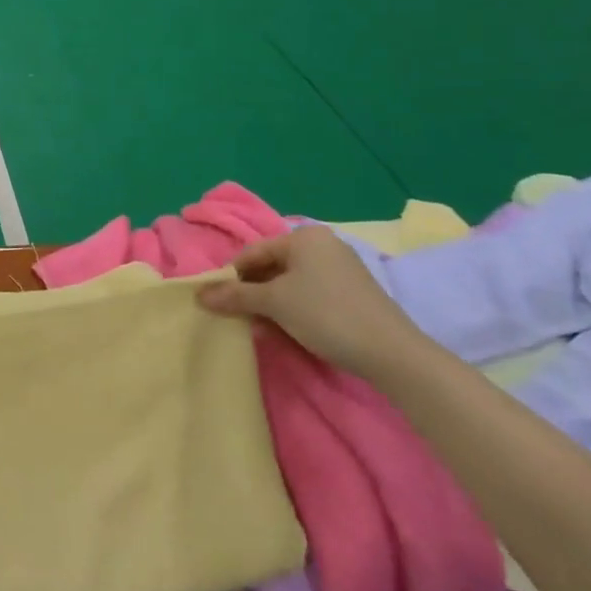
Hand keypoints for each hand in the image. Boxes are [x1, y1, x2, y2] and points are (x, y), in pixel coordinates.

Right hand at [196, 225, 424, 378]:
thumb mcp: (273, 303)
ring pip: (290, 282)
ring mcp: (341, 268)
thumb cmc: (325, 314)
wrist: (392, 353)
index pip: (253, 251)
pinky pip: (310, 293)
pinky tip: (285, 329)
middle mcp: (323, 244)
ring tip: (258, 326)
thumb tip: (199, 294)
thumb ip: (235, 295)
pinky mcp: (352, 293)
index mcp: (304, 237)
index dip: (231, 276)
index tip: (216, 300)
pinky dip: (292, 308)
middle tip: (236, 315)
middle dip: (252, 291)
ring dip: (270, 303)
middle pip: (272, 266)